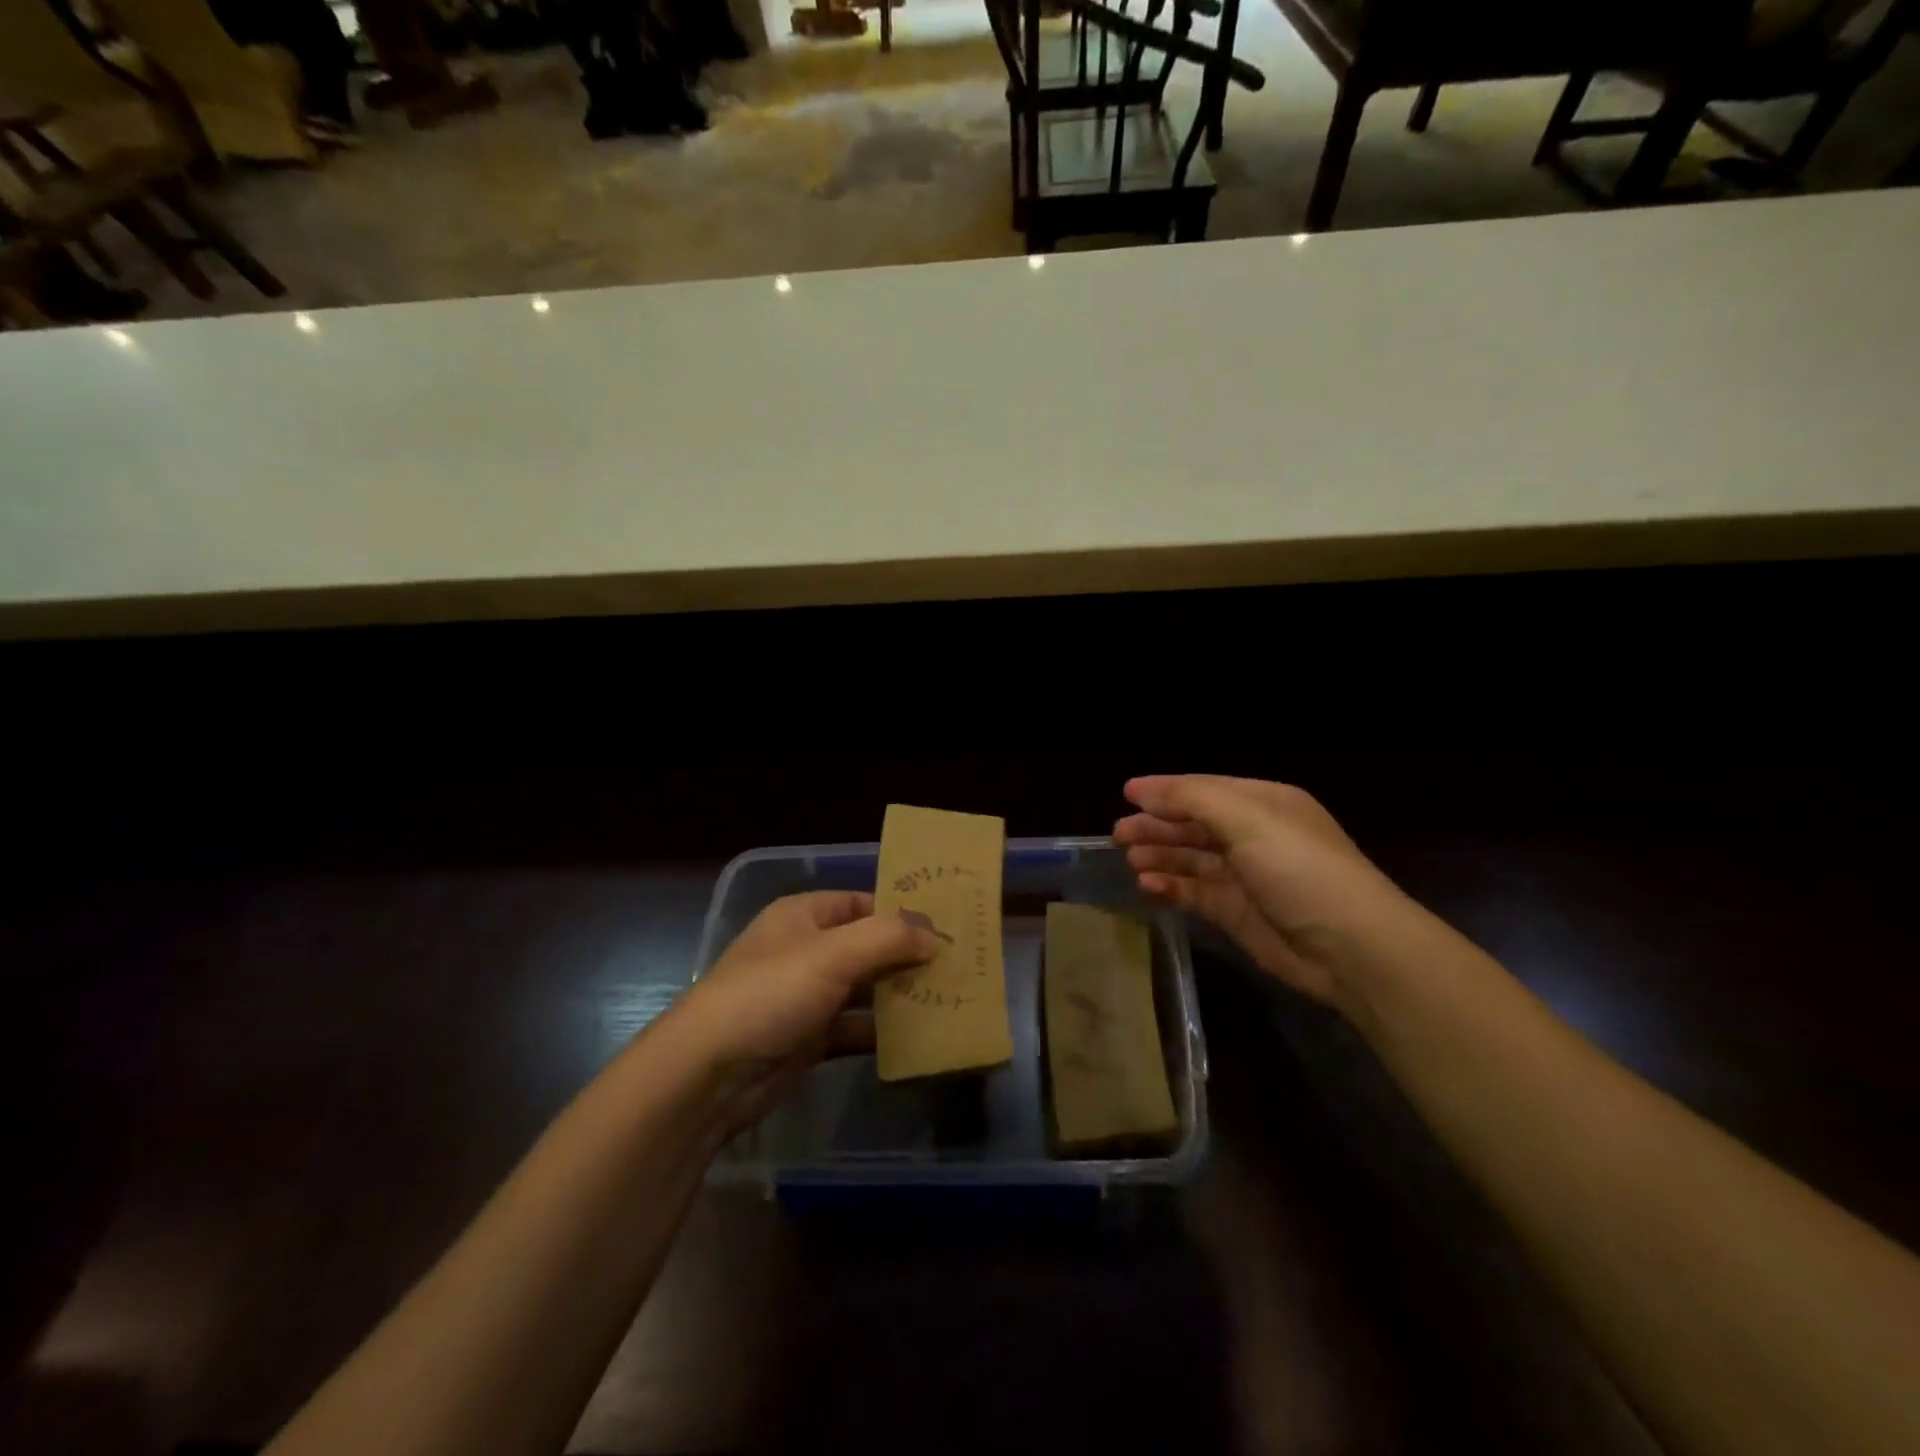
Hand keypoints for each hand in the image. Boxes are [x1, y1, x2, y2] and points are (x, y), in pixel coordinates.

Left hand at [667, 891, 935, 1127]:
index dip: (901, 912)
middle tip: (956, 967)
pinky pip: (853, 1029)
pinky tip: (916, 1040)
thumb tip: (934, 937)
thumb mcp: (833, 954)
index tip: (945, 928)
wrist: (707, 1074)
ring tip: (947, 1000)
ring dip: (898, 995)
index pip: (862, 902)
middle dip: (906, 956)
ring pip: (863, 989)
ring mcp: (805, 997)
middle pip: (866, 946)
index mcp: (803, 916)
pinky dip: (880, 1033)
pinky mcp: (806, 1040)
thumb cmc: (770, 994)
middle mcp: (804, 951)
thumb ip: (889, 938)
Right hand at [1113, 775, 1415, 1008]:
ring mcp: (1245, 876)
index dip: (1165, 790)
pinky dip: (1171, 887)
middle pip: (1193, 824)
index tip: (1125, 794)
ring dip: (1160, 856)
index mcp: (1263, 804)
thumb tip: (1141, 791)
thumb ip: (1191, 799)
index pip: (1204, 789)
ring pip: (1190, 859)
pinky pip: (1195, 893)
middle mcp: (1254, 835)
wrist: (1351, 947)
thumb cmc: (1299, 868)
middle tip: (1118, 835)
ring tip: (1130, 860)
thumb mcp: (1247, 819)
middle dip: (1156, 826)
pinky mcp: (1237, 913)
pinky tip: (1148, 886)